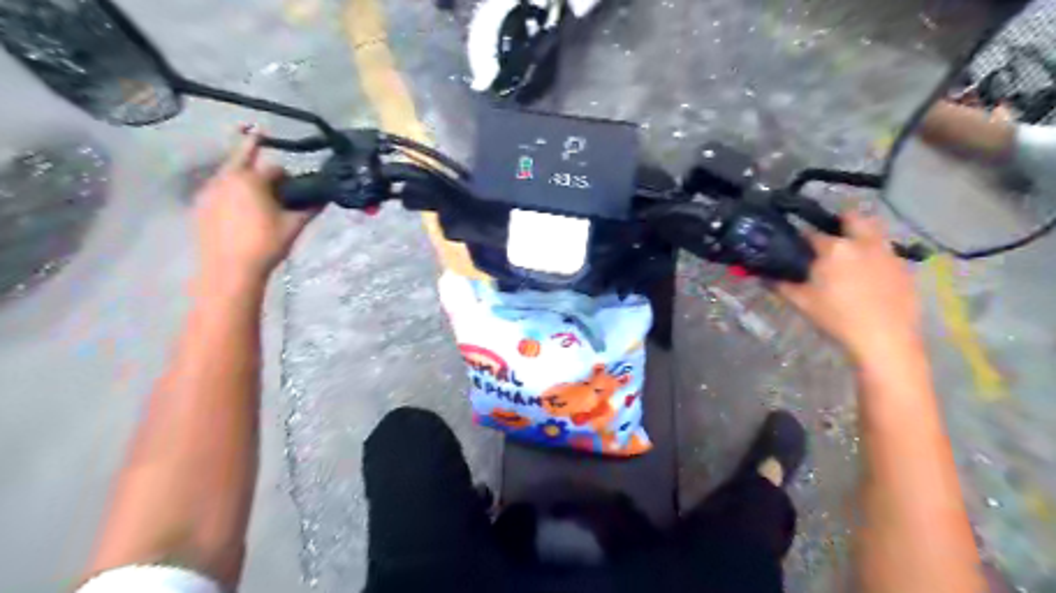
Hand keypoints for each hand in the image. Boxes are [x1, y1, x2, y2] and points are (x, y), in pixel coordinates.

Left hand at [195, 130, 315, 280]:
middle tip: (262, 147)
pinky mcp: (200, 207)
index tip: (295, 187)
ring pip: (229, 175)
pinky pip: (218, 190)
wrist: (230, 270)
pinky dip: (231, 192)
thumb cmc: (265, 244)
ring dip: (244, 177)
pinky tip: (241, 211)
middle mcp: (225, 178)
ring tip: (257, 195)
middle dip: (255, 154)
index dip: (288, 176)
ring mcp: (208, 192)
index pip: (274, 167)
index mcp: (250, 179)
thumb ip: (310, 208)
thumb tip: (324, 198)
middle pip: (242, 159)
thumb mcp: (293, 226)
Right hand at [773, 214, 926, 361]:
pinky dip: (876, 255)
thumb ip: (782, 286)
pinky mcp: (904, 267)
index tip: (797, 246)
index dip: (802, 238)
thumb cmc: (838, 318)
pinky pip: (887, 252)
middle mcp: (862, 243)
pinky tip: (869, 275)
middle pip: (852, 217)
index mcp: (834, 249)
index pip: (812, 233)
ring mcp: (887, 253)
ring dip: (861, 234)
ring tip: (851, 253)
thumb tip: (765, 276)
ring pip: (875, 230)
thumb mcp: (803, 303)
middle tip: (830, 237)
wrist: (885, 338)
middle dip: (840, 221)